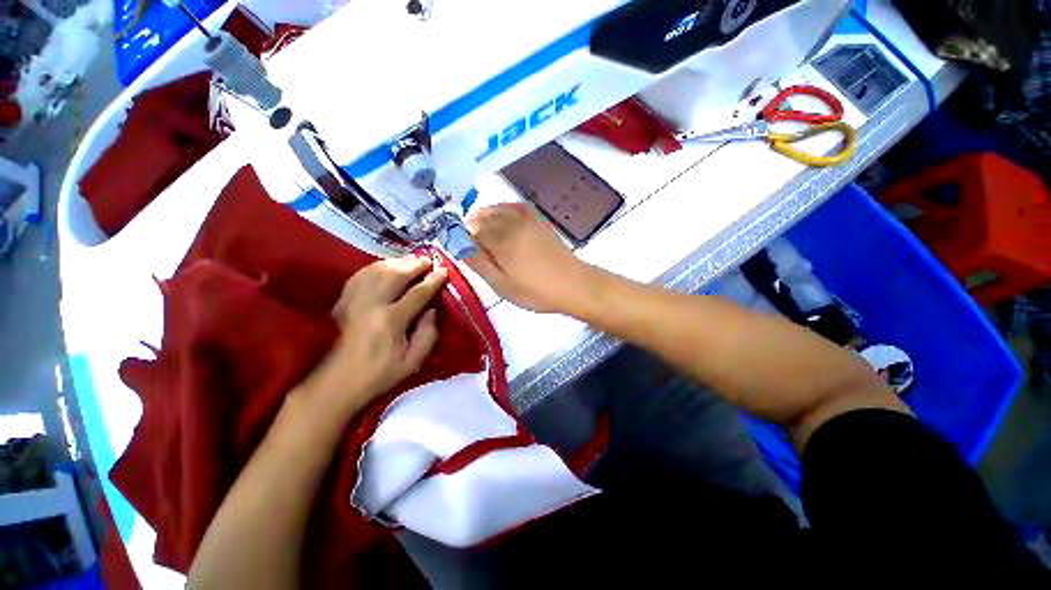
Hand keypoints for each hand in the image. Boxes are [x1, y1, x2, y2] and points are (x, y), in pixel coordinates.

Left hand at [306, 256, 446, 415]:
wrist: (335, 384)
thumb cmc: (378, 375)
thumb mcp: (412, 363)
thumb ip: (427, 335)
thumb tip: (432, 311)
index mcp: (391, 321)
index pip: (417, 293)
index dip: (433, 281)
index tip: (444, 271)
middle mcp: (371, 305)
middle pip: (395, 275)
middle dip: (414, 264)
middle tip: (427, 260)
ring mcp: (353, 301)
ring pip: (376, 271)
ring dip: (396, 262)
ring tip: (410, 260)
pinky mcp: (342, 302)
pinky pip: (360, 275)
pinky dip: (375, 267)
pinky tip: (385, 267)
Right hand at [465, 203, 593, 312]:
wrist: (573, 284)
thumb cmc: (536, 291)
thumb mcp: (503, 286)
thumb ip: (480, 265)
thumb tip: (460, 248)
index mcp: (500, 241)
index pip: (472, 231)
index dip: (463, 239)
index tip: (463, 251)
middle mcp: (511, 224)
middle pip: (483, 218)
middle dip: (473, 227)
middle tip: (473, 245)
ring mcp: (527, 220)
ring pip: (498, 210)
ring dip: (486, 216)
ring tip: (483, 230)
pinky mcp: (539, 221)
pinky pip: (517, 206)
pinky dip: (506, 207)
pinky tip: (503, 215)